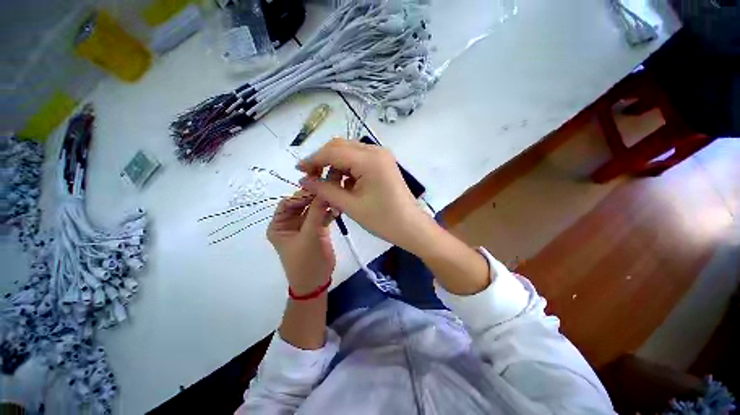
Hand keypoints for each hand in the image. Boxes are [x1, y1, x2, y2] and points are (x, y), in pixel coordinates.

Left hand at [267, 191, 335, 294]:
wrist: (316, 282)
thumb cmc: (306, 262)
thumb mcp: (309, 236)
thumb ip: (316, 213)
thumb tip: (323, 191)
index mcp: (279, 225)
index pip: (287, 203)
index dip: (301, 195)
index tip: (317, 190)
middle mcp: (290, 223)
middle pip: (302, 204)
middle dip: (315, 198)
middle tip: (329, 191)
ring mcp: (305, 226)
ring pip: (314, 208)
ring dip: (324, 204)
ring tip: (336, 199)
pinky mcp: (317, 229)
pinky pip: (323, 215)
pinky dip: (330, 211)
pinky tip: (338, 209)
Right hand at [297, 139, 435, 254]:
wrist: (411, 227)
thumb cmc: (383, 220)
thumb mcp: (350, 206)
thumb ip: (325, 190)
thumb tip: (304, 180)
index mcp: (369, 160)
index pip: (332, 152)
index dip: (313, 160)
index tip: (299, 170)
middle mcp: (376, 151)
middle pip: (340, 147)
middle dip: (323, 160)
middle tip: (312, 178)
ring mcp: (382, 156)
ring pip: (349, 153)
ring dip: (336, 166)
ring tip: (330, 187)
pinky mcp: (384, 164)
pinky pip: (360, 160)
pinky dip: (348, 170)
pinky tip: (345, 185)